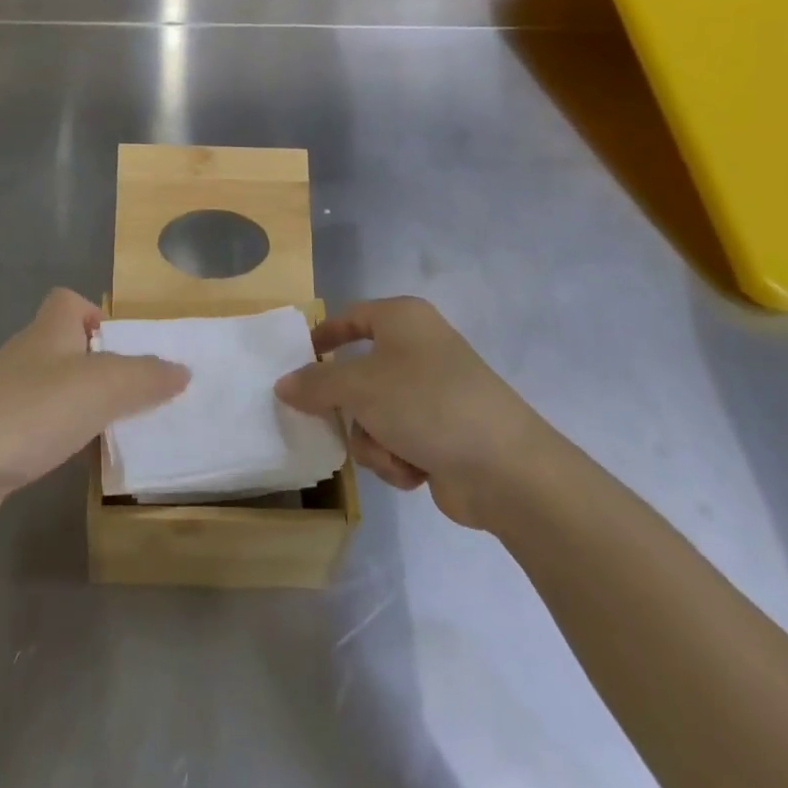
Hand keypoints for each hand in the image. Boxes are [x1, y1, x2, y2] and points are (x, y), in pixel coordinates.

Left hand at [0, 289, 187, 527]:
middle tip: (130, 395)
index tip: (121, 347)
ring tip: (110, 429)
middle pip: (64, 345)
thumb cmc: (33, 410)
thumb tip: (182, 370)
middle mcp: (25, 354)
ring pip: (51, 387)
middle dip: (97, 366)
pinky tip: (71, 458)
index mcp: (48, 330)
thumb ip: (147, 376)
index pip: (68, 300)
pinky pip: (35, 423)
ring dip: (79, 403)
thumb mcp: (104, 386)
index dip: (95, 314)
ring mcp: (3, 395)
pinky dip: (56, 435)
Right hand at [275, 296, 553, 530]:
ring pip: (372, 413)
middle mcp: (418, 348)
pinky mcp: (442, 433)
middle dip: (349, 408)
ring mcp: (432, 393)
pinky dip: (396, 457)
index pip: (350, 317)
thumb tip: (283, 384)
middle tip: (332, 421)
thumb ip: (314, 383)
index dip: (322, 336)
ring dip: (373, 440)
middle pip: (357, 374)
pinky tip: (414, 470)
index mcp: (402, 319)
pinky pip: (395, 440)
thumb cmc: (426, 404)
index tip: (296, 362)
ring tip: (393, 453)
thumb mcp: (358, 386)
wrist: (504, 468)